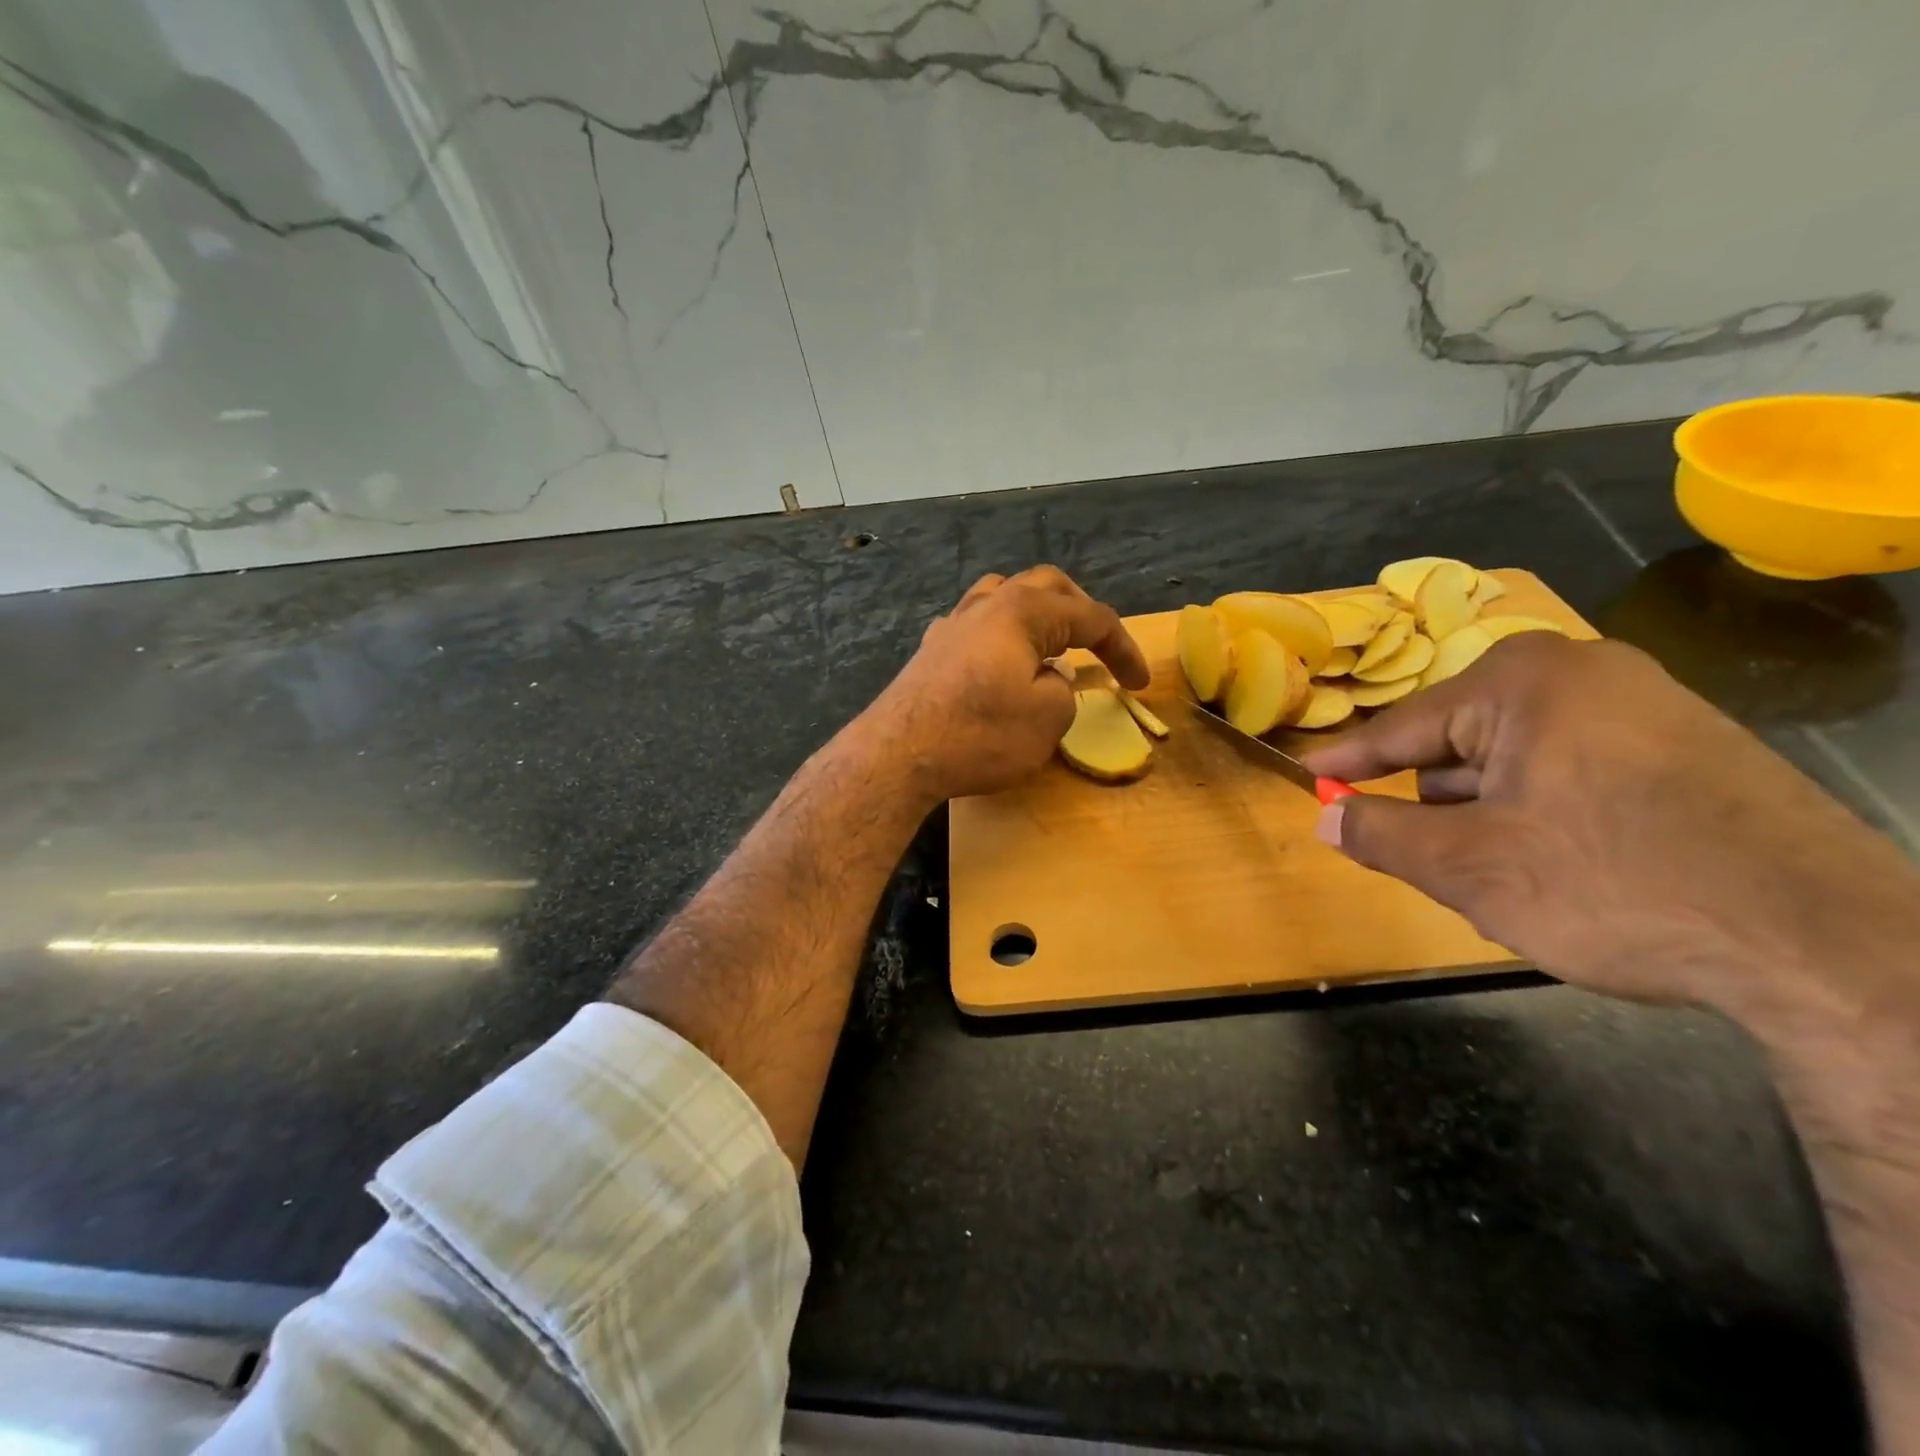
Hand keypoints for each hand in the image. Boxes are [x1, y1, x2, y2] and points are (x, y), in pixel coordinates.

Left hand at [859, 566, 1148, 804]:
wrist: (898, 755)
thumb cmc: (979, 735)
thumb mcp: (1047, 719)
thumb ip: (1064, 690)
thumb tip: (1050, 678)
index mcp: (1024, 611)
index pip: (1091, 618)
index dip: (1123, 649)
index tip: (1139, 683)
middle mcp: (987, 604)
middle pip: (1047, 587)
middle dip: (1081, 613)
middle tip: (1099, 647)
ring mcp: (953, 624)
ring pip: (1005, 597)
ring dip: (1038, 615)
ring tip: (1050, 646)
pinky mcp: (931, 650)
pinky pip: (976, 625)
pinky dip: (1002, 635)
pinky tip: (1000, 663)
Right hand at [1302, 632, 1917, 1013]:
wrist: (1836, 947)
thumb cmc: (1618, 886)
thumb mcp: (1470, 868)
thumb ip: (1381, 836)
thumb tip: (1325, 822)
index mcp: (1523, 683)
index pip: (1404, 727)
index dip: (1349, 762)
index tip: (1310, 779)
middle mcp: (1584, 674)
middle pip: (1462, 743)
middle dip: (1435, 802)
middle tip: (1421, 854)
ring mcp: (1646, 706)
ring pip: (1517, 761)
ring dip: (1488, 814)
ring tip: (1501, 876)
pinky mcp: (1689, 749)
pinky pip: (1573, 770)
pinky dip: (1542, 813)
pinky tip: (1561, 869)